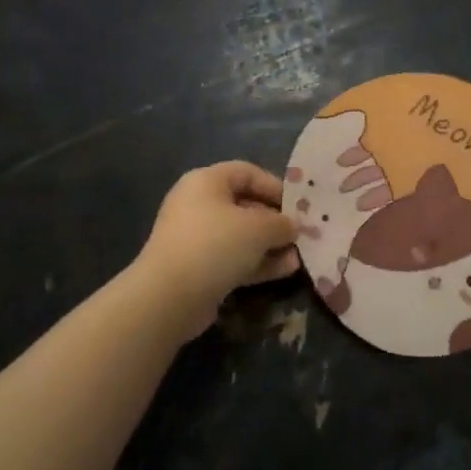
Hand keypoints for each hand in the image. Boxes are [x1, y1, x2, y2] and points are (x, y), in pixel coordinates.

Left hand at [131, 162, 298, 335]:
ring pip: (241, 236)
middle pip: (245, 205)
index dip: (275, 185)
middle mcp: (198, 205)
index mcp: (206, 182)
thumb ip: (281, 223)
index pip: (247, 172)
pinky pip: (233, 259)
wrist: (169, 297)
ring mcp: (196, 239)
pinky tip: (286, 271)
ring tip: (299, 255)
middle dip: (275, 220)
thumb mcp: (259, 228)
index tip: (298, 205)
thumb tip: (292, 227)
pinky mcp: (198, 269)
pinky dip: (258, 263)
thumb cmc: (215, 244)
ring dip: (270, 245)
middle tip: (301, 233)